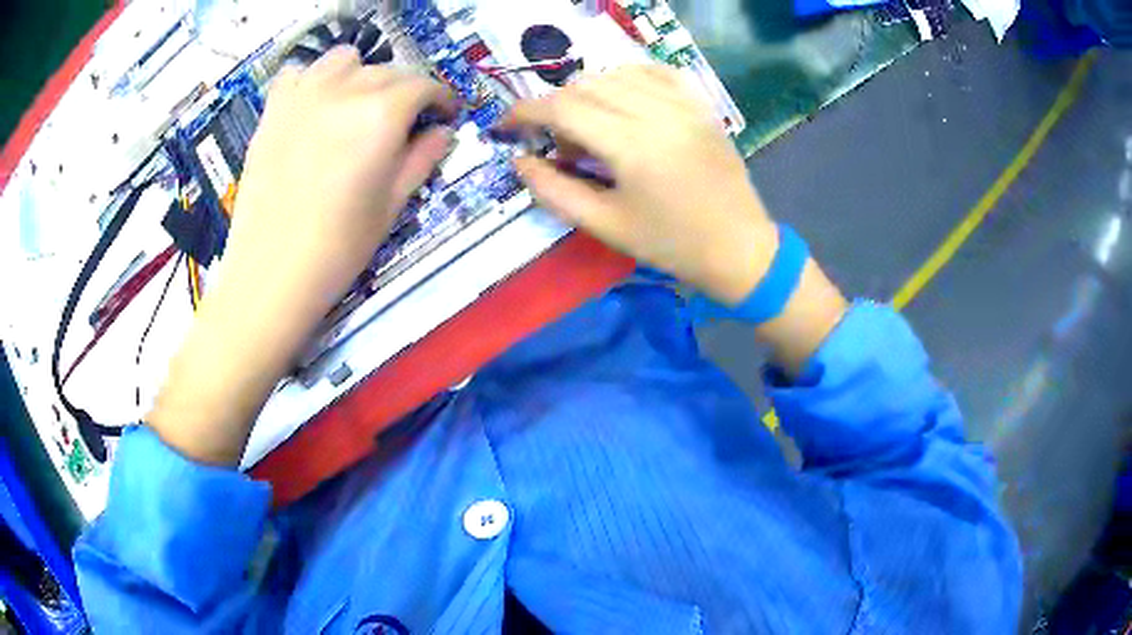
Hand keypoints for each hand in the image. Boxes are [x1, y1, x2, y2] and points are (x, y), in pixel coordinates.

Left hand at [147, 48, 454, 465]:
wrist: (272, 273)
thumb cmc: (339, 248)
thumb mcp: (393, 205)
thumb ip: (422, 158)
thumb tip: (442, 131)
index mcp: (381, 113)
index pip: (425, 86)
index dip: (442, 99)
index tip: (446, 115)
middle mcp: (344, 90)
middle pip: (388, 70)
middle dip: (406, 91)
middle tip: (404, 122)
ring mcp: (303, 95)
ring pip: (344, 59)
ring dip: (360, 74)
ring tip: (358, 106)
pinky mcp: (273, 110)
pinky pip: (298, 73)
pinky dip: (313, 80)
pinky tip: (314, 106)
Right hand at [509, 65, 774, 304]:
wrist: (739, 248)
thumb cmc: (671, 244)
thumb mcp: (606, 226)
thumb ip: (555, 191)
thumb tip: (520, 162)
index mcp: (631, 145)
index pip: (563, 108)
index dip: (525, 112)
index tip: (507, 125)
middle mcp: (657, 111)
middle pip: (584, 86)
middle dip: (556, 108)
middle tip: (561, 146)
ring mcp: (683, 103)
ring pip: (615, 74)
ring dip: (588, 93)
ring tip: (594, 129)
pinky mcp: (700, 104)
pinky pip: (654, 71)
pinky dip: (627, 78)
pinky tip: (623, 100)